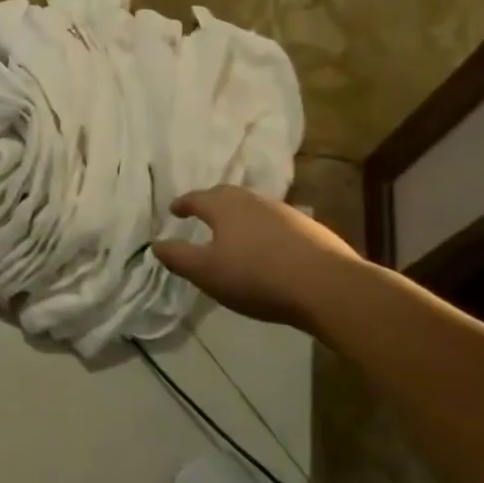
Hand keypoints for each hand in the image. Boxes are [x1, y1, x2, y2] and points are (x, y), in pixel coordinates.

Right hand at [153, 186, 363, 333]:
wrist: (327, 286)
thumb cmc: (256, 276)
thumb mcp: (206, 272)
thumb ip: (178, 257)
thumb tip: (156, 244)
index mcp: (224, 206)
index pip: (196, 198)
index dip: (183, 204)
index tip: (174, 210)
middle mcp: (253, 200)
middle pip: (226, 196)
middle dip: (211, 204)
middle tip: (201, 215)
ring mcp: (284, 212)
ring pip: (253, 208)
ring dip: (239, 217)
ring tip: (233, 233)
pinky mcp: (309, 228)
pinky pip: (275, 223)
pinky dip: (263, 230)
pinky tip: (267, 248)